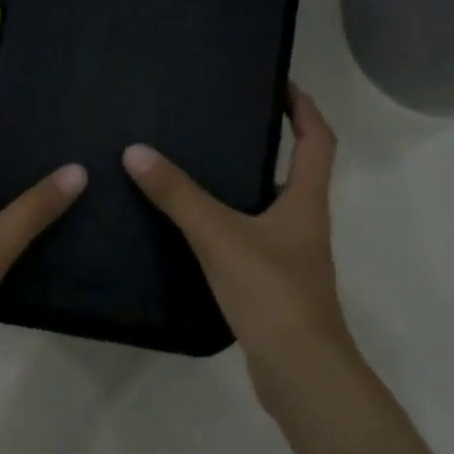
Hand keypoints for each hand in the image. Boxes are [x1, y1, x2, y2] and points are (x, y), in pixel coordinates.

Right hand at [122, 83, 358, 425]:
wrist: (298, 370)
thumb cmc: (271, 292)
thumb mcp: (219, 236)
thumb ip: (178, 195)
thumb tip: (136, 152)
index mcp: (304, 202)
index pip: (317, 141)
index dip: (303, 108)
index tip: (279, 83)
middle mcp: (304, 224)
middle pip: (293, 173)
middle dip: (267, 144)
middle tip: (222, 124)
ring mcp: (291, 258)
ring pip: (268, 210)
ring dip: (243, 187)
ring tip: (198, 170)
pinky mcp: (273, 286)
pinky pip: (251, 241)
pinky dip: (229, 226)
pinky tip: (194, 231)